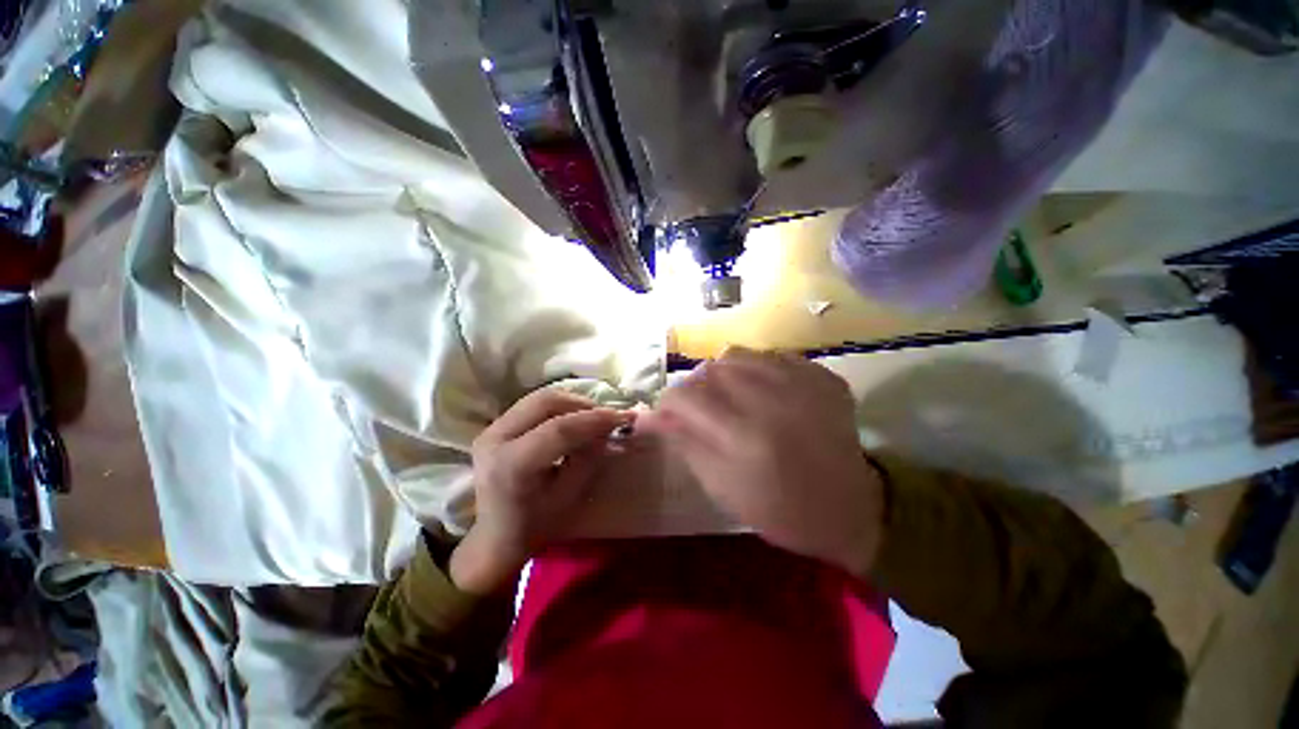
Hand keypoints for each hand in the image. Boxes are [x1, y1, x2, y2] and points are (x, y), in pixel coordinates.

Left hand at [450, 390, 632, 594]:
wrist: (494, 536)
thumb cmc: (535, 524)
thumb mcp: (568, 495)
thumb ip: (588, 458)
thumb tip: (607, 430)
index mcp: (511, 465)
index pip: (559, 429)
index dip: (595, 419)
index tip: (624, 417)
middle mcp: (494, 439)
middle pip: (545, 402)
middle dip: (583, 404)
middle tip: (607, 416)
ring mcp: (491, 429)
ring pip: (538, 398)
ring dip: (571, 402)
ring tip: (592, 417)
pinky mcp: (494, 427)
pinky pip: (532, 405)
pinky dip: (558, 407)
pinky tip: (572, 419)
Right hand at [639, 348, 883, 575]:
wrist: (850, 511)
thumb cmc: (779, 510)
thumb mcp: (721, 487)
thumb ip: (685, 443)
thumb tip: (652, 416)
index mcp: (743, 436)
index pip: (685, 396)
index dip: (668, 403)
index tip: (669, 416)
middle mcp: (772, 400)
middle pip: (710, 369)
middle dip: (696, 388)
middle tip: (703, 410)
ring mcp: (803, 383)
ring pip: (739, 355)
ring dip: (724, 374)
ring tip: (732, 397)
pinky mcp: (823, 377)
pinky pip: (774, 356)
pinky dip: (758, 370)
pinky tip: (765, 392)